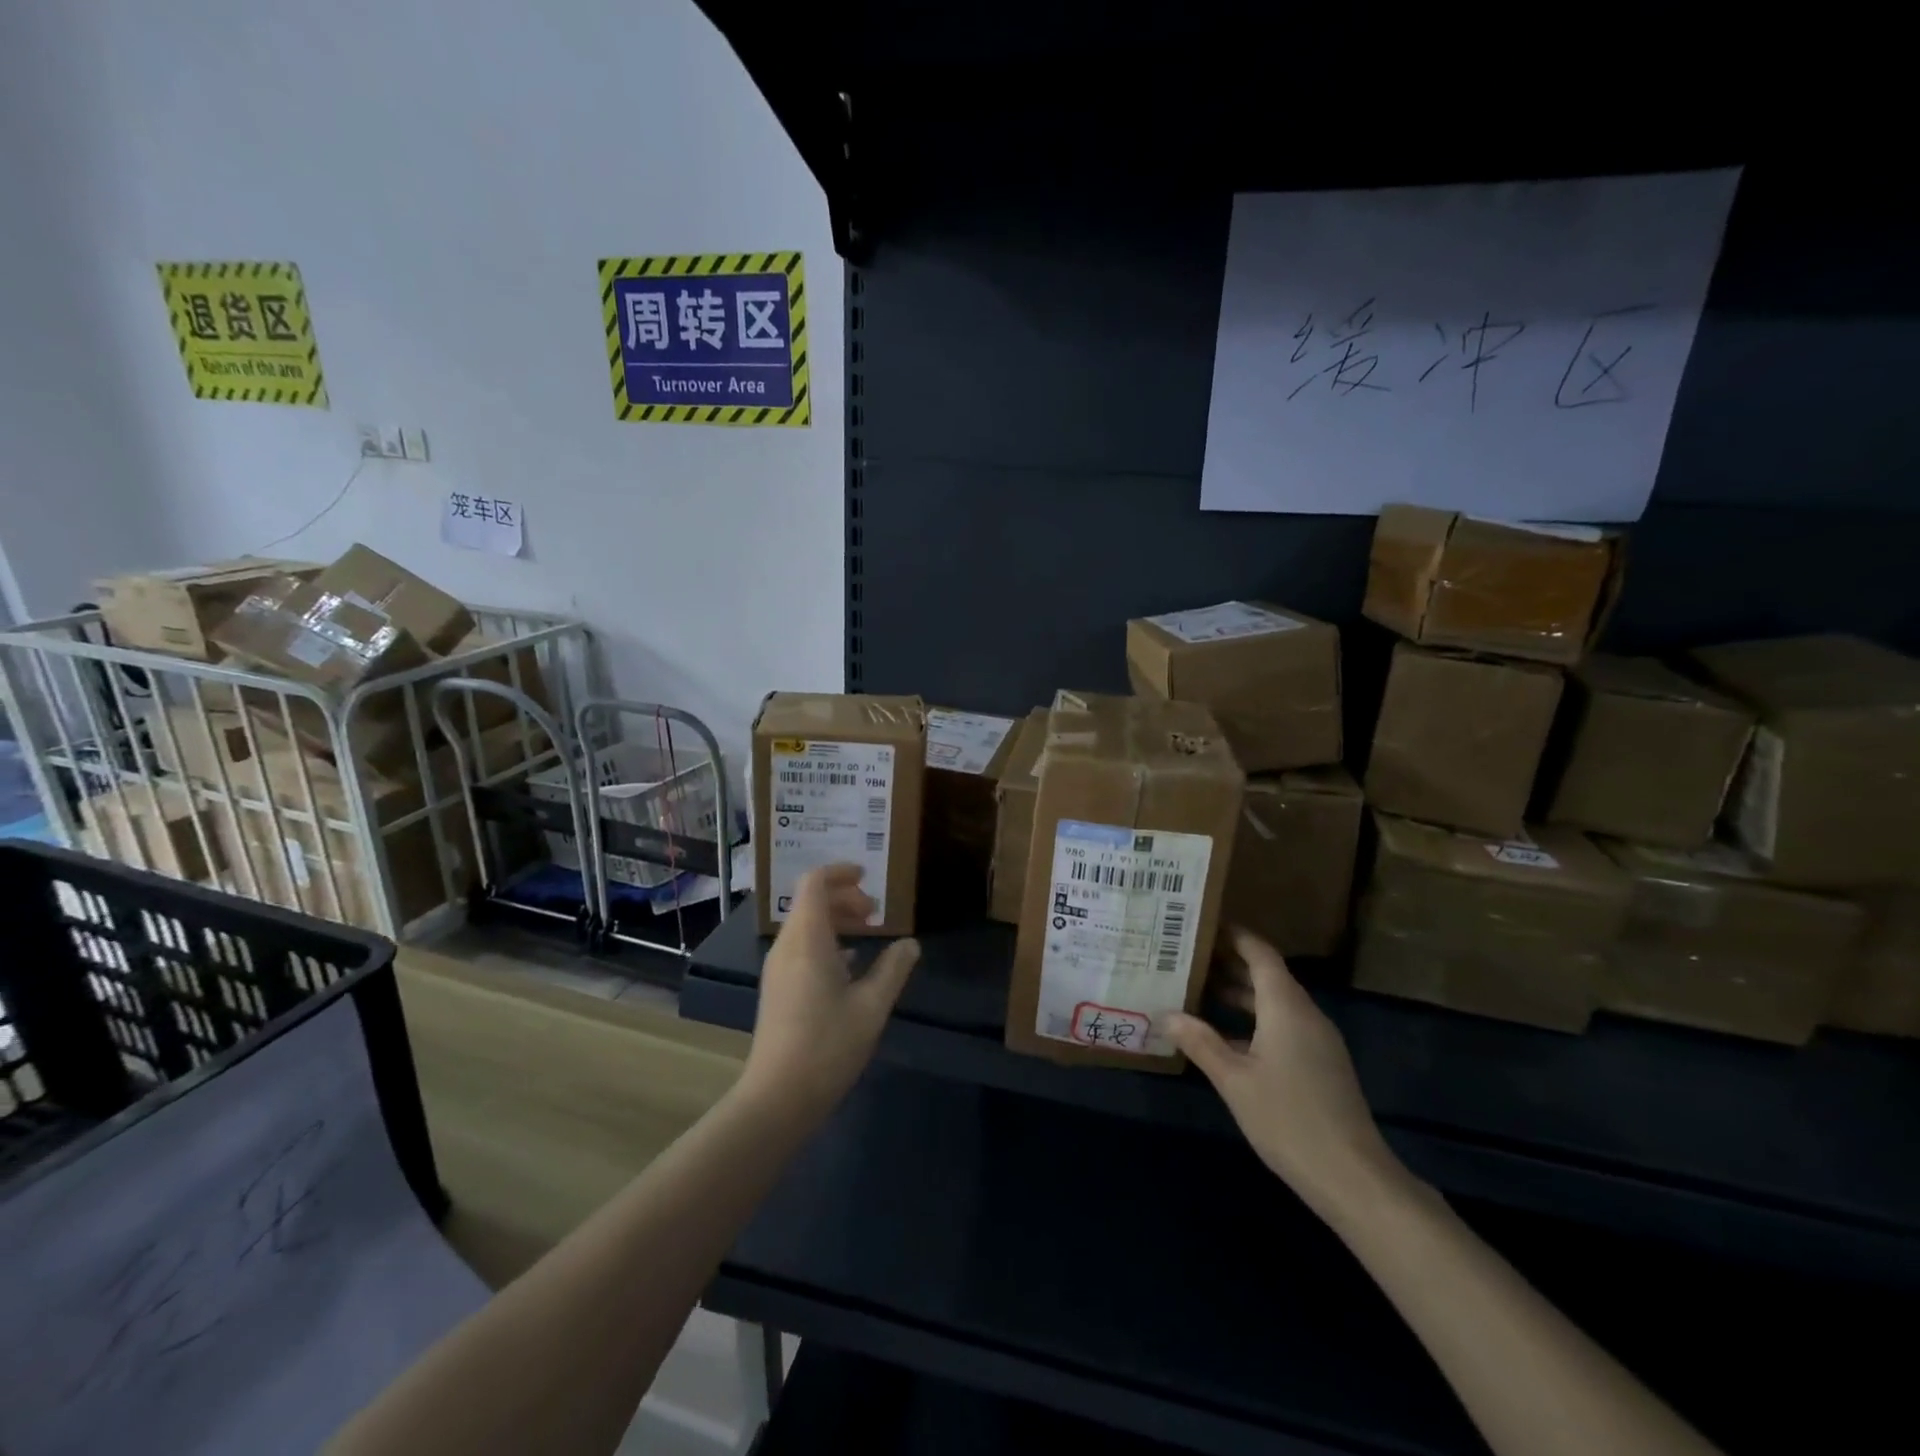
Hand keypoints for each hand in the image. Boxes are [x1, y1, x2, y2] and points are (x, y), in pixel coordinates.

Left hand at [738, 864, 919, 1122]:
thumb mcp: (872, 1006)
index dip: (840, 872)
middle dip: (844, 898)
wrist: (778, 1096)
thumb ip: (893, 969)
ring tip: (868, 933)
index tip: (867, 876)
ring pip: (806, 925)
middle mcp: (787, 946)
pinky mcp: (777, 988)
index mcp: (808, 939)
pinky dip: (826, 941)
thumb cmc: (828, 1045)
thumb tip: (910, 944)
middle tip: (876, 913)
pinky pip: (801, 947)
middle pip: (811, 902)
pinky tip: (850, 965)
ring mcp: (778, 968)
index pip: (815, 882)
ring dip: (836, 920)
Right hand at [1168, 930, 1405, 1222]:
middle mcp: (1305, 1014)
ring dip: (1240, 994)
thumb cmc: (1288, 1119)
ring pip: (1274, 1002)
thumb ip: (1200, 1042)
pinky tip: (1225, 1036)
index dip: (1234, 936)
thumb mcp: (1233, 1080)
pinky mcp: (1321, 1064)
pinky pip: (1283, 1025)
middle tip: (1188, 956)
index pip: (1260, 953)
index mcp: (1286, 1007)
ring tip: (1198, 990)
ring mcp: (1317, 1040)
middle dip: (1230, 963)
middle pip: (1267, 975)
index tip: (1202, 924)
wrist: (1352, 1177)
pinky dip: (1254, 1020)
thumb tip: (1165, 1013)